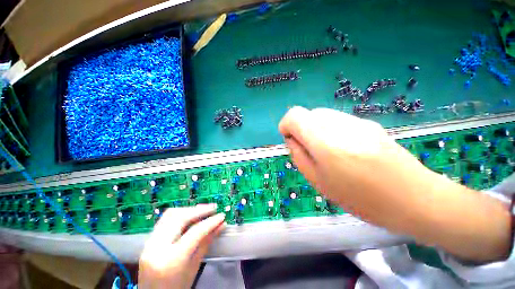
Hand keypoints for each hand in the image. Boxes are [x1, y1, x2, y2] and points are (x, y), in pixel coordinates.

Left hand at [138, 205, 225, 288]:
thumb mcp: (194, 267)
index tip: (221, 216)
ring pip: (171, 215)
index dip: (210, 222)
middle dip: (199, 210)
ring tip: (203, 210)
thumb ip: (207, 242)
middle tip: (213, 208)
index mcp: (171, 260)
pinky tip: (190, 215)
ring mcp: (149, 243)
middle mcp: (157, 248)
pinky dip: (180, 214)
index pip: (195, 232)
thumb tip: (222, 225)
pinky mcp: (148, 240)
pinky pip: (165, 220)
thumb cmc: (178, 287)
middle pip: (180, 218)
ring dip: (189, 210)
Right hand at [279, 106, 436, 226]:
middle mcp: (340, 124)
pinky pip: (338, 119)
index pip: (295, 116)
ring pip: (322, 115)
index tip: (289, 140)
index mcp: (325, 142)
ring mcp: (356, 121)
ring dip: (315, 129)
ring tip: (326, 151)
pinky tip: (344, 148)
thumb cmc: (361, 198)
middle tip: (309, 150)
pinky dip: (330, 130)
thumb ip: (299, 157)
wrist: (415, 198)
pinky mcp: (368, 123)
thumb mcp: (319, 182)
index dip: (286, 125)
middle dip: (301, 129)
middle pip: (308, 114)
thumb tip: (291, 140)